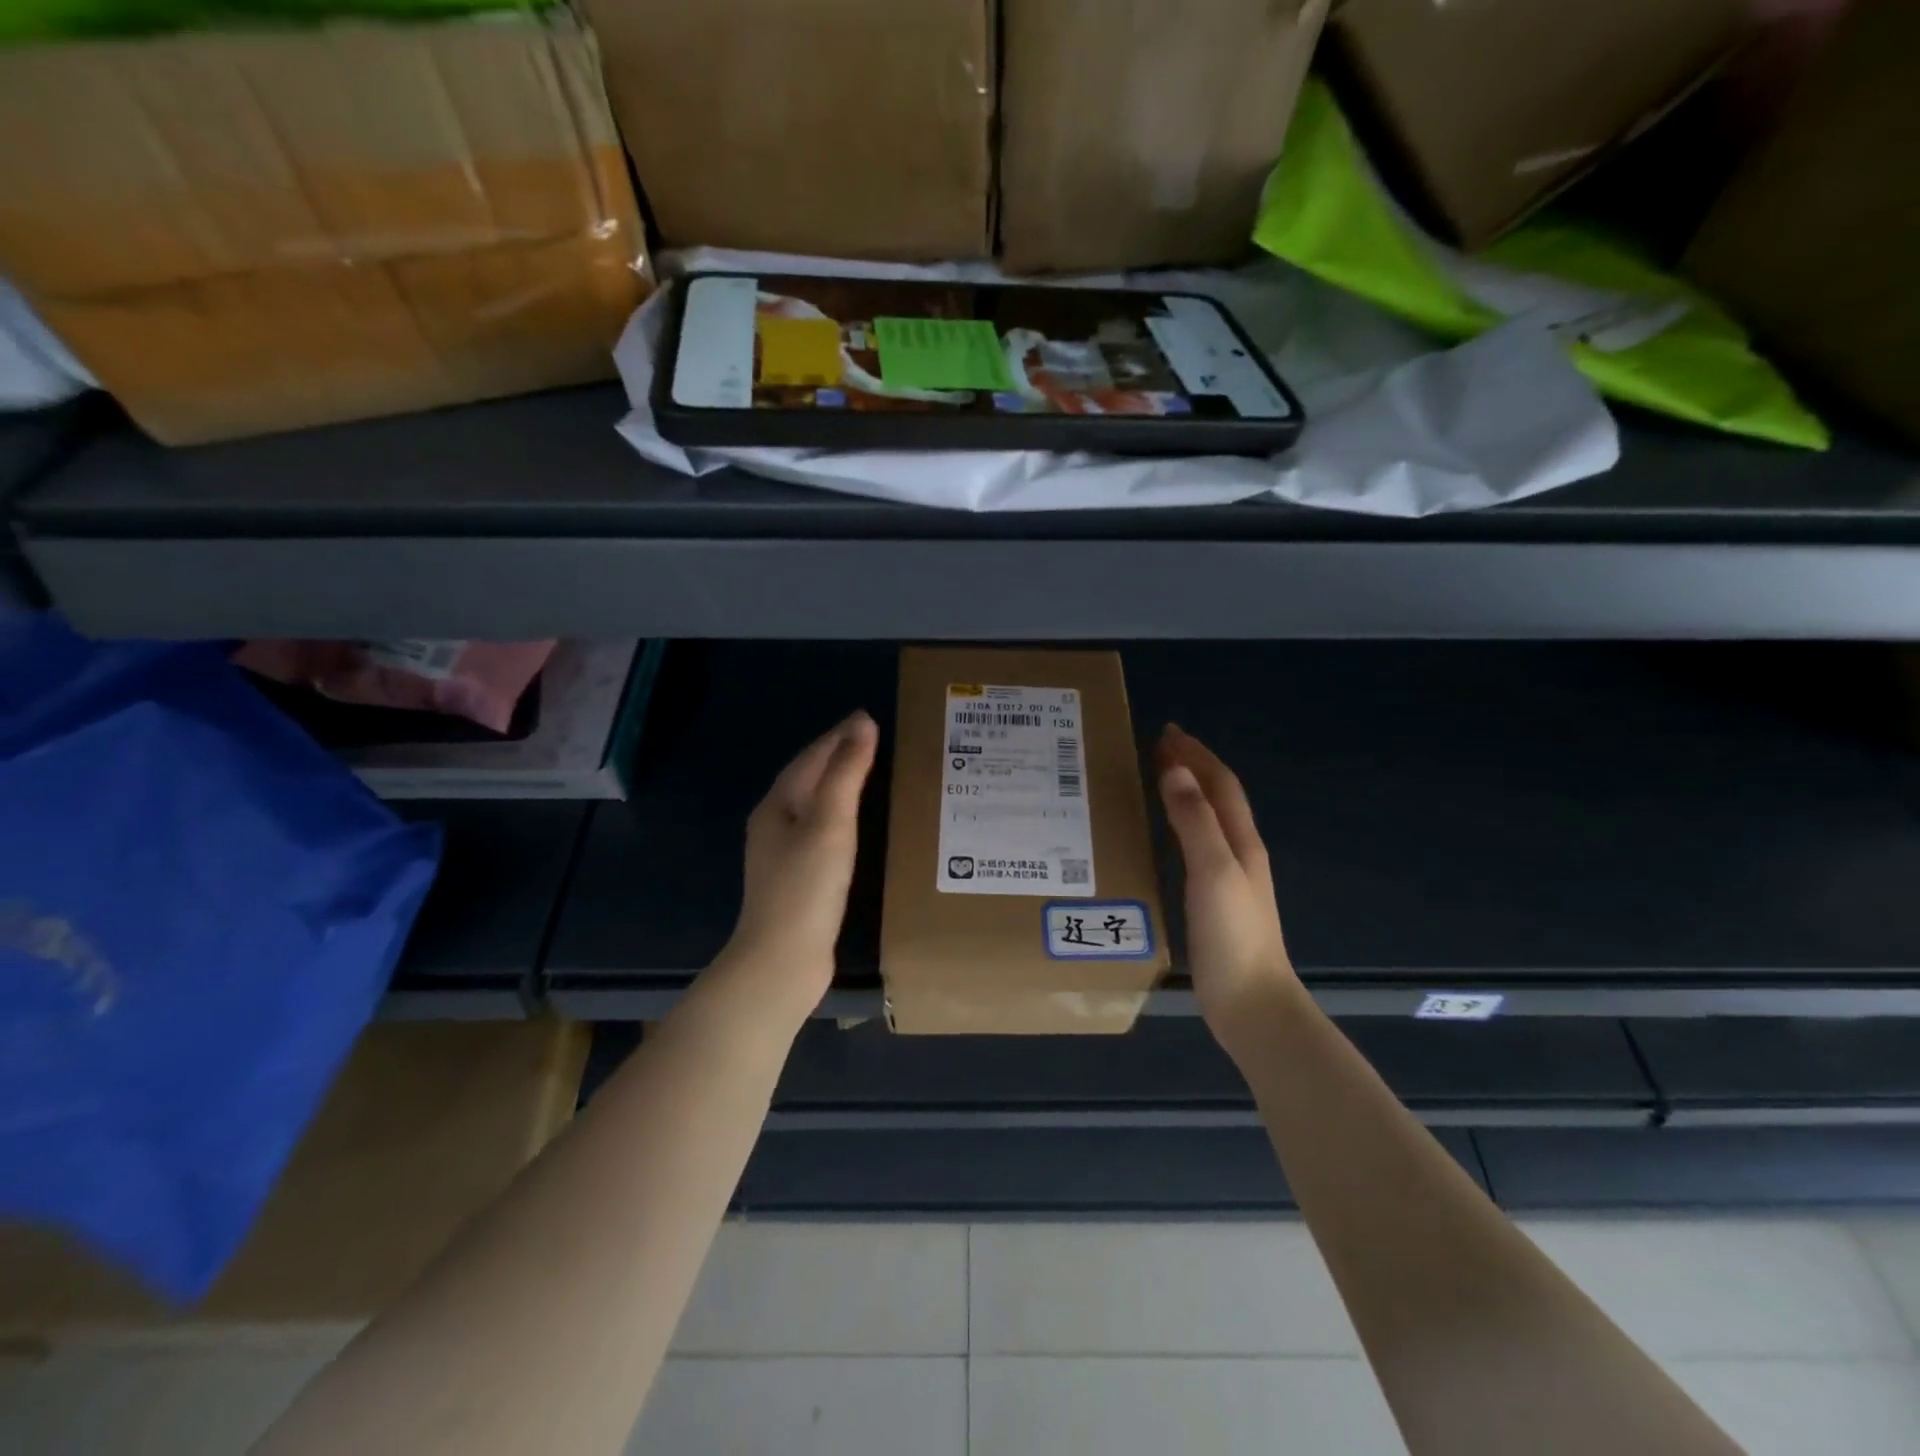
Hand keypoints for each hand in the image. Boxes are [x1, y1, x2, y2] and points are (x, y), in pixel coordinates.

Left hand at [720, 710, 878, 1014]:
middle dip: (839, 756)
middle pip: (809, 779)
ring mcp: (784, 855)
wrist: (782, 961)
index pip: (811, 757)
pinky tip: (858, 826)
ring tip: (872, 774)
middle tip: (876, 741)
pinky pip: (822, 832)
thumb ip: (846, 772)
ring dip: (841, 786)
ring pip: (815, 805)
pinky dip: (843, 817)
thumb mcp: (830, 823)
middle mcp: (775, 825)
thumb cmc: (806, 887)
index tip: (870, 718)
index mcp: (777, 806)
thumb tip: (862, 723)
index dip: (840, 736)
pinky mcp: (798, 880)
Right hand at [1156, 724, 1298, 1048]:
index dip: (1196, 755)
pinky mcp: (1214, 902)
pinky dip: (1180, 825)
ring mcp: (1228, 879)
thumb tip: (1174, 770)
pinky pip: (1195, 846)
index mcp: (1241, 842)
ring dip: (1186, 793)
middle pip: (1217, 798)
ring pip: (1207, 820)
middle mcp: (1239, 853)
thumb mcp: (1212, 871)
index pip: (1220, 784)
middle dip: (1192, 767)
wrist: (1251, 1004)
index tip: (1167, 732)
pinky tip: (1163, 836)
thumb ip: (1194, 820)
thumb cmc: (1232, 935)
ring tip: (1158, 779)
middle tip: (1158, 747)